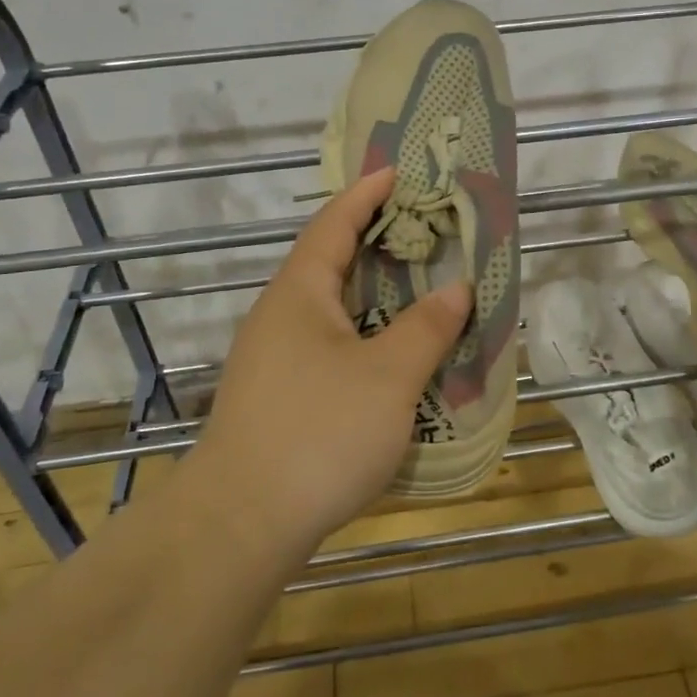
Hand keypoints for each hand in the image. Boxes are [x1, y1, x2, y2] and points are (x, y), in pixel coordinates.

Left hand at [193, 167, 471, 554]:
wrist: (240, 525)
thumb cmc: (318, 433)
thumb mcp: (389, 377)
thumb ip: (426, 327)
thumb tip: (457, 287)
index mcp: (299, 294)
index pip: (333, 224)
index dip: (366, 194)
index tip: (396, 171)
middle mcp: (279, 316)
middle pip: (329, 262)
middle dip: (374, 241)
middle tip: (423, 230)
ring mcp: (272, 359)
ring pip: (329, 308)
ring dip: (371, 293)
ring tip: (417, 287)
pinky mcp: (276, 397)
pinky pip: (326, 344)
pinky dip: (362, 333)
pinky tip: (389, 355)